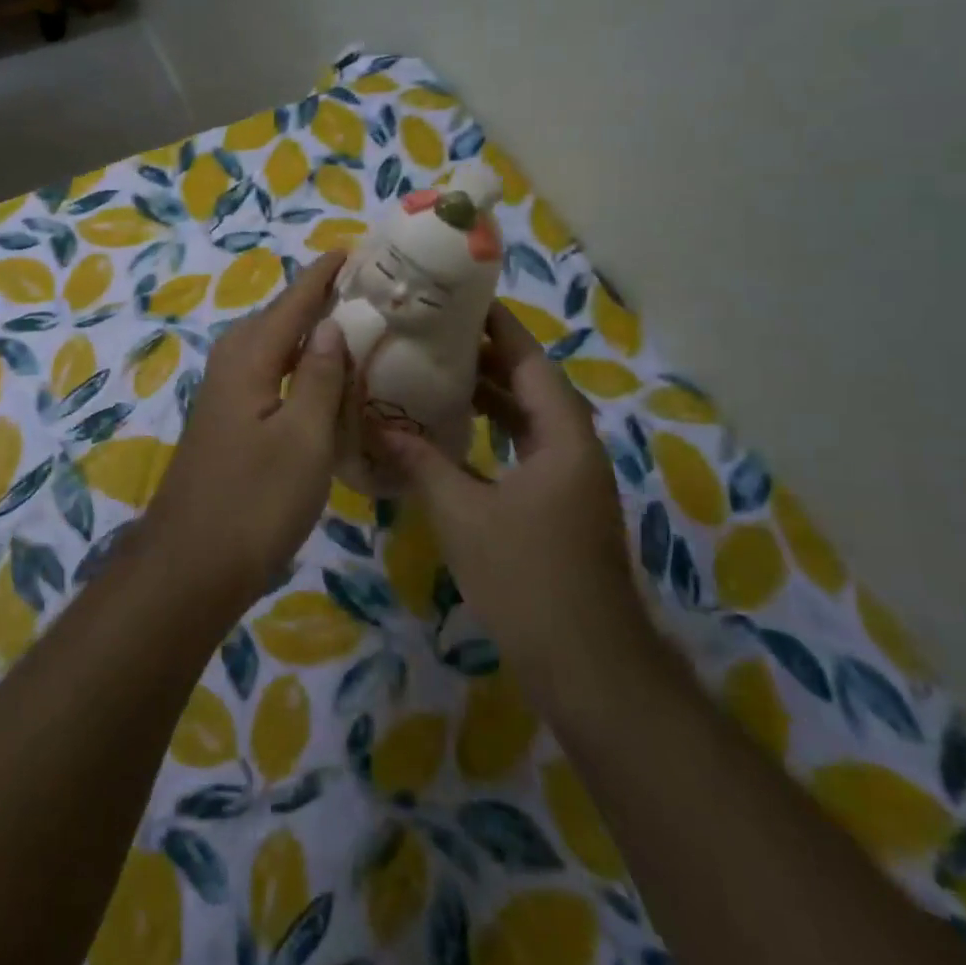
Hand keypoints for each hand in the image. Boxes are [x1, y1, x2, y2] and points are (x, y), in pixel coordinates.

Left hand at [143, 253, 350, 603]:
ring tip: (351, 326)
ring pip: (272, 347)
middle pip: (279, 318)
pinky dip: (297, 366)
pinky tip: (320, 380)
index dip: (324, 275)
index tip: (354, 248)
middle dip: (317, 299)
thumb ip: (318, 377)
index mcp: (249, 358)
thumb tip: (330, 325)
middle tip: (366, 290)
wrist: (192, 564)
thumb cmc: (255, 501)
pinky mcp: (227, 421)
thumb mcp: (303, 438)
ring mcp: (225, 394)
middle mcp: (231, 364)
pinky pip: (268, 374)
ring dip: (308, 333)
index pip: (294, 301)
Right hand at [377, 301, 650, 681]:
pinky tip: (455, 433)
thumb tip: (377, 425)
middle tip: (433, 333)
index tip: (460, 298)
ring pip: (528, 418)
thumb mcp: (463, 514)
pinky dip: (492, 431)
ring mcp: (570, 479)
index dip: (498, 326)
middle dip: (486, 357)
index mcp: (563, 436)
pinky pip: (524, 448)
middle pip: (531, 384)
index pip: (530, 360)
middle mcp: (573, 448)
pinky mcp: (560, 505)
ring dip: (488, 395)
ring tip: (436, 372)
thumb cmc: (527, 578)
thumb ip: (422, 463)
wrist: (587, 666)